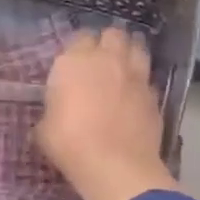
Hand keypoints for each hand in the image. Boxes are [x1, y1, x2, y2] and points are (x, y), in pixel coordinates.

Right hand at [36, 26, 176, 199]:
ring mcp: (135, 75)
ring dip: (130, 53)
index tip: (75, 63)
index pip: (80, 37)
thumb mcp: (45, 129)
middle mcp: (107, 60)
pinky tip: (136, 95)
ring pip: (137, 47)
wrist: (115, 165)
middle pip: (113, 34)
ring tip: (123, 67)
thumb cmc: (70, 144)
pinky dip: (142, 82)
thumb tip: (56, 112)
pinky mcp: (154, 95)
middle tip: (102, 60)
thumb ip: (52, 110)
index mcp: (75, 61)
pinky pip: (148, 79)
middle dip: (108, 42)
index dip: (79, 48)